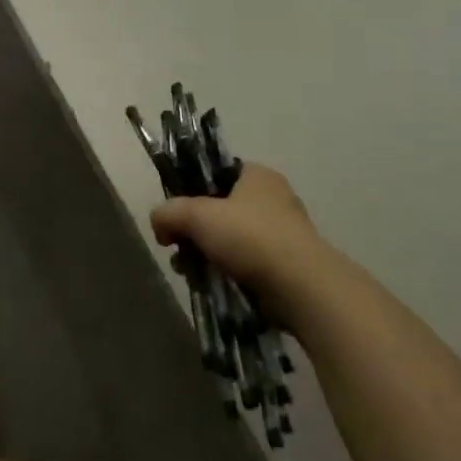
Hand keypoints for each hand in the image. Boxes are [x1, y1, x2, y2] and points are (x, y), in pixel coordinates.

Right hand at [150, 164, 330, 321]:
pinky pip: (248, 264)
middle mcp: (274, 198)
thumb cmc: (250, 237)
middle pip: (221, 209)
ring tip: (191, 272)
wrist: (302, 288)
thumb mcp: (197, 215)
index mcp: (257, 175)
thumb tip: (158, 223)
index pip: (218, 172)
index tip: (177, 213)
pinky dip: (229, 273)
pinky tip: (214, 286)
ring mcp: (285, 234)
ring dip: (208, 254)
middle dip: (195, 230)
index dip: (192, 189)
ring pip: (233, 239)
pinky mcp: (289, 266)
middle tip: (178, 247)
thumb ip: (169, 212)